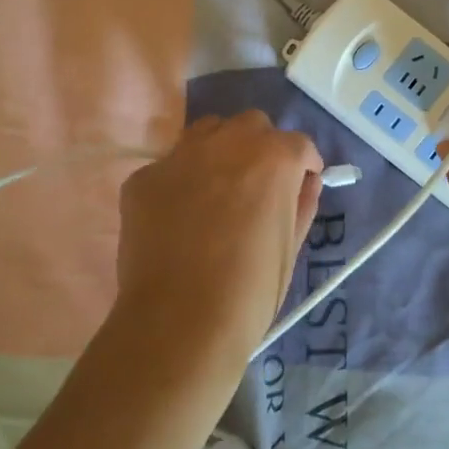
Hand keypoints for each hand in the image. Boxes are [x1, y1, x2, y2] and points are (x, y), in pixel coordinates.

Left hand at [113, 112, 323, 369]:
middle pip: (251, 126)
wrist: (180, 323)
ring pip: (207, 132)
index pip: (298, 144)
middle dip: (261, 148)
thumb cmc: (250, 291)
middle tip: (258, 186)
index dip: (302, 165)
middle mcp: (228, 143)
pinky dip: (181, 182)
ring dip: (221, 150)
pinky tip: (178, 218)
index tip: (300, 185)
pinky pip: (170, 166)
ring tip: (218, 190)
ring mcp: (180, 156)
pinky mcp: (143, 178)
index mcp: (274, 158)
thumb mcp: (290, 248)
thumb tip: (305, 183)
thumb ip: (302, 204)